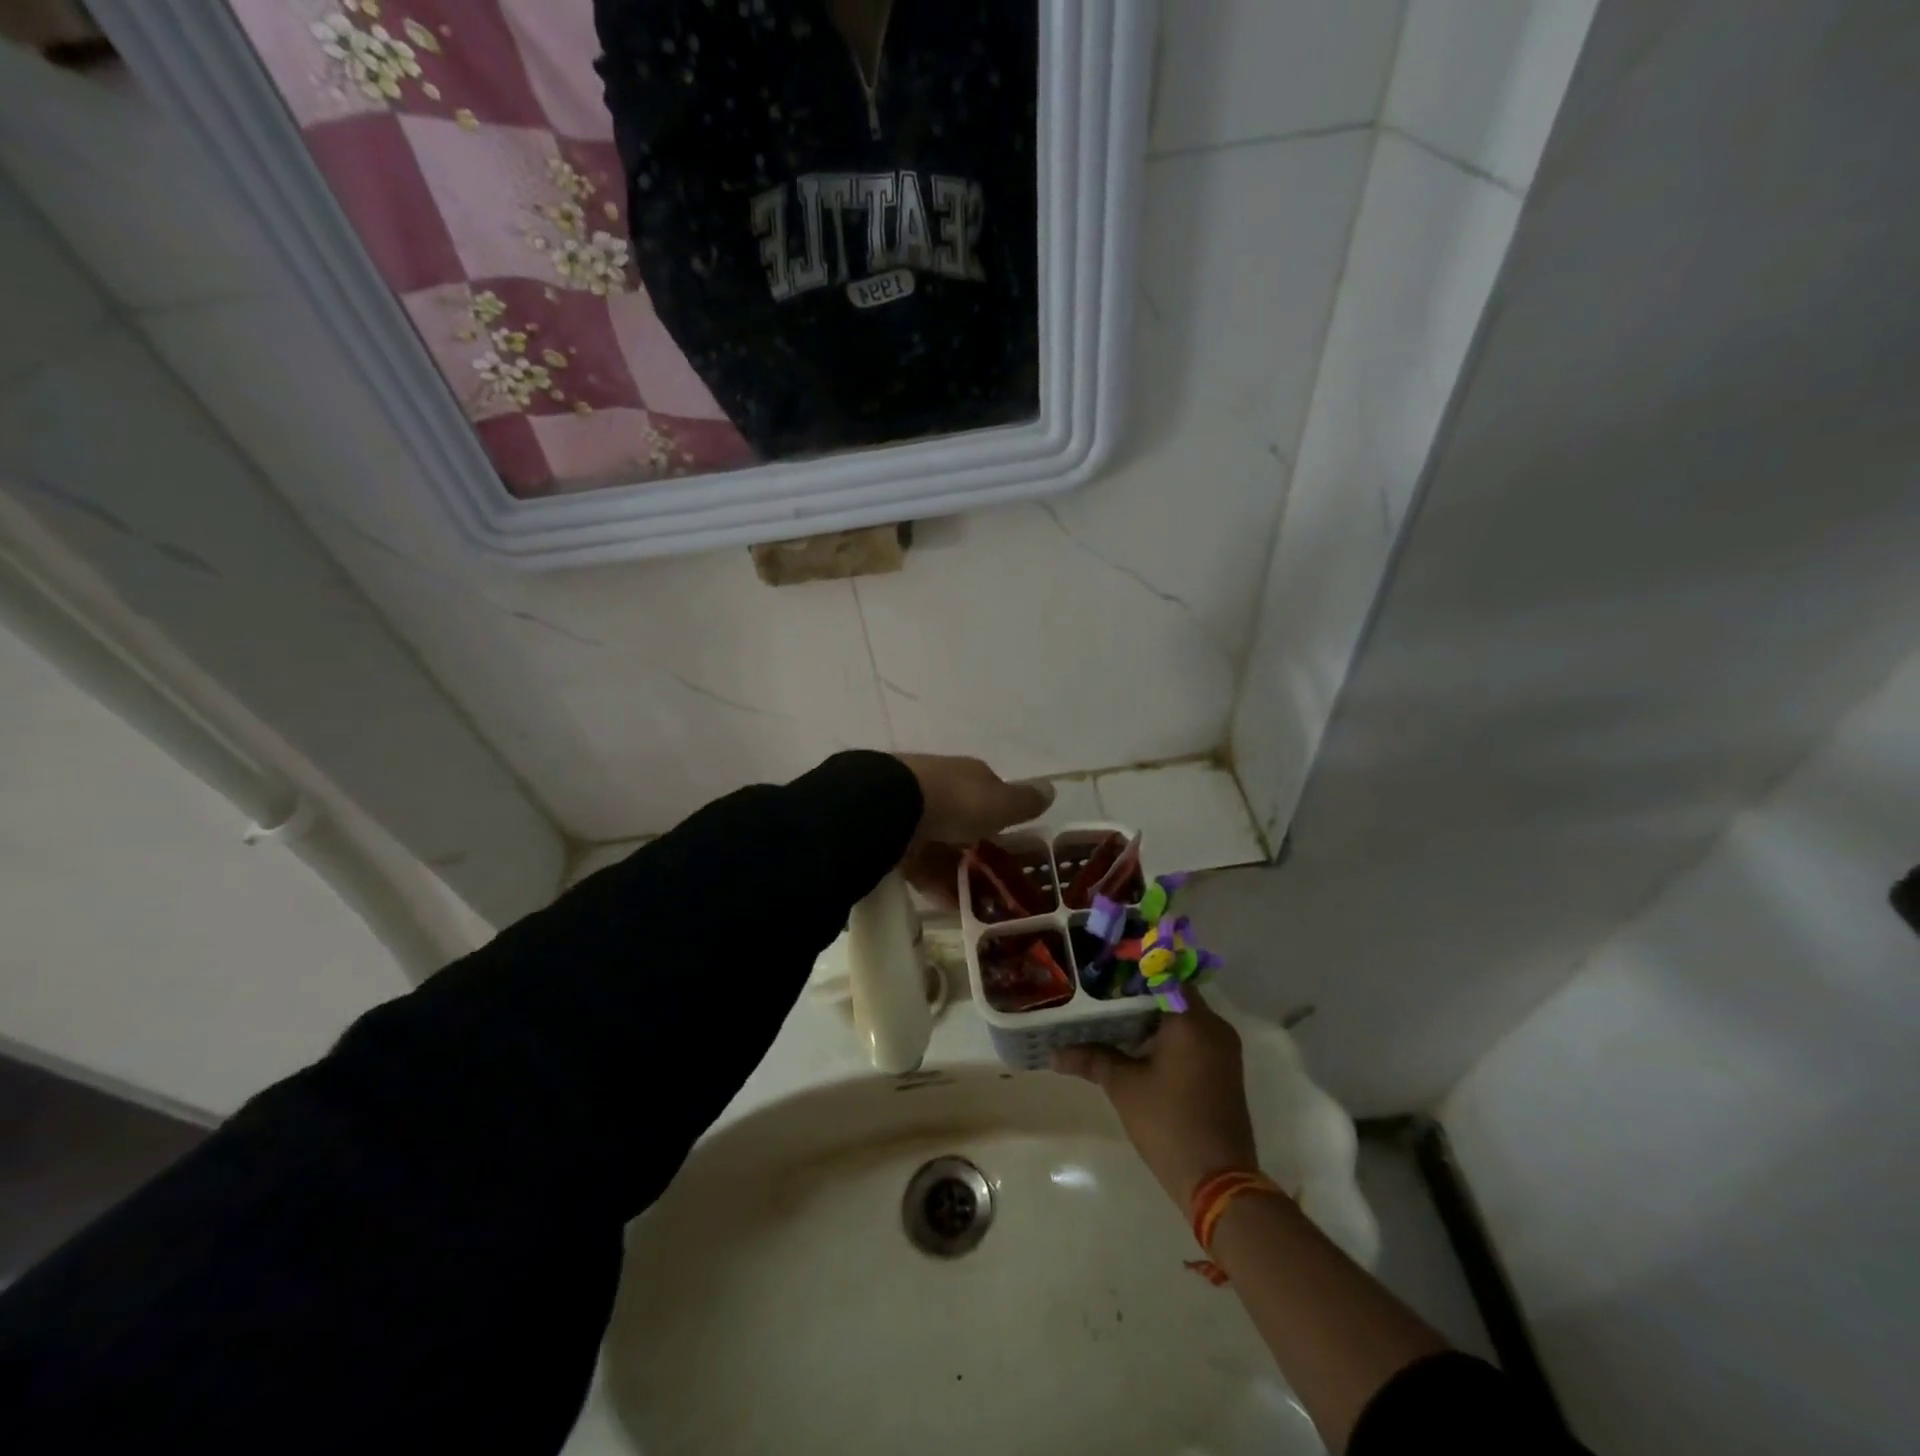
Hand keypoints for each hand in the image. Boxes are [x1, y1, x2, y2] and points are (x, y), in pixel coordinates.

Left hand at [894, 754, 1052, 904]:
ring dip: (955, 871)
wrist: (891, 805)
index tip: (1011, 848)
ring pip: (939, 844)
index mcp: (967, 776)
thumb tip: (1051, 788)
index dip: (1001, 818)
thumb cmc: (956, 801)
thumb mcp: (1000, 803)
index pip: (989, 795)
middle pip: (962, 821)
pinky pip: (917, 863)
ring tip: (973, 904)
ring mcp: (911, 811)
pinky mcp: (890, 836)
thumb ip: (1024, 801)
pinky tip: (946, 905)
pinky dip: (932, 883)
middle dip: (974, 849)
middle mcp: (940, 788)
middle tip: (993, 883)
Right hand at [1052, 990, 1259, 1206]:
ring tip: (1111, 1017)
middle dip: (1137, 995)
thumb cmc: (1169, 1123)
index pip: (1162, 976)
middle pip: (1172, 995)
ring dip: (1152, 1017)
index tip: (1104, 973)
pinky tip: (1137, 1044)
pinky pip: (1193, 1037)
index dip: (1132, 973)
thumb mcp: (1124, 1086)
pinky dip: (1167, 1035)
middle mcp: (1214, 1027)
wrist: (1217, 1181)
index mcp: (1193, 1021)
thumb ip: (1092, 1059)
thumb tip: (1054, 1052)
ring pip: (1183, 1017)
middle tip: (1101, 994)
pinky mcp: (1223, 1069)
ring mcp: (1223, 1049)